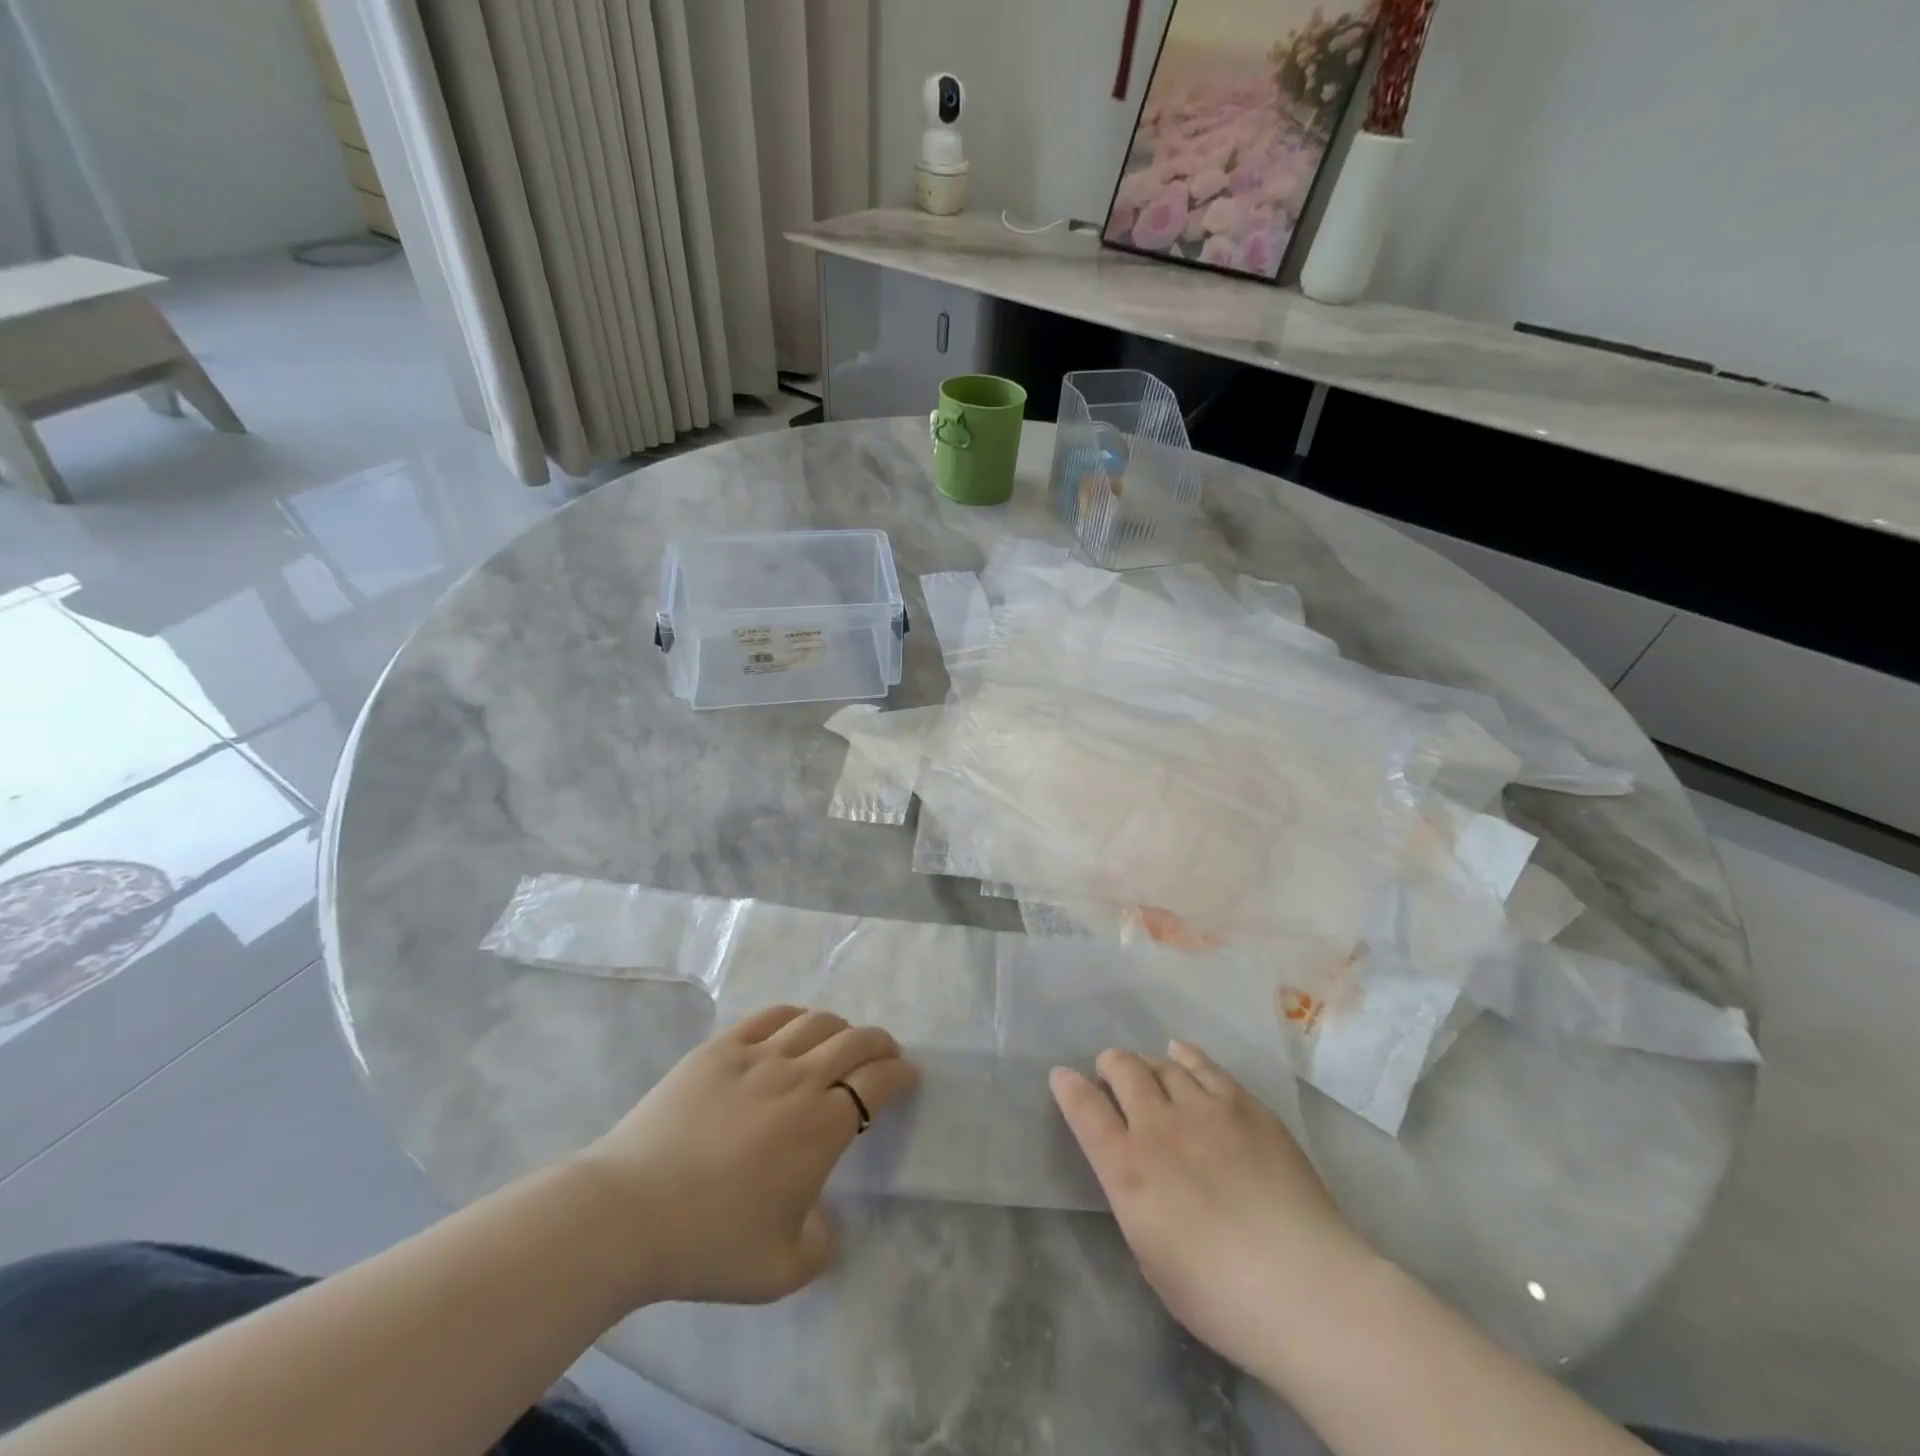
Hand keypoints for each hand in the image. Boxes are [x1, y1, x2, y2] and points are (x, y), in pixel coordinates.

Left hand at [579, 1005, 916, 1306]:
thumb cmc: (710, 1243)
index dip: (900, 1074)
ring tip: (841, 1040)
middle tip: (885, 1053)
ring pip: (815, 1022)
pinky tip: (795, 1027)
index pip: (878, 1082)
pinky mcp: (720, 1048)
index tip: (908, 1077)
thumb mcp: (782, 1270)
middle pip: (854, 1041)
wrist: (628, 1213)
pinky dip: (795, 1016)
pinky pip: (770, 1017)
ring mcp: (757, 1057)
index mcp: (822, 1128)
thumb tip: (829, 1220)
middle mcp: (799, 1080)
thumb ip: (822, 1245)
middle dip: (879, 1043)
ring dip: (840, 1027)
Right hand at [1050, 1041, 1373, 1379]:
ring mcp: (1204, 1109)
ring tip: (1147, 1068)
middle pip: (1123, 1070)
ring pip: (1163, 1064)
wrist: (1306, 1289)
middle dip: (1110, 1065)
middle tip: (1110, 1073)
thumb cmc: (1220, 1296)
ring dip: (1147, 1063)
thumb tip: (1136, 1175)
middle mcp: (1159, 1126)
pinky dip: (1186, 1056)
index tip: (1062, 1076)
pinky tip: (1182, 1054)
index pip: (1084, 1110)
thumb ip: (1136, 1203)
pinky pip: (1206, 1066)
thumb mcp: (1152, 1258)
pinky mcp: (1245, 1106)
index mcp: (1127, 1169)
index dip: (1068, 1087)